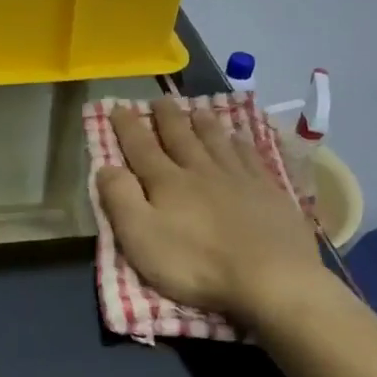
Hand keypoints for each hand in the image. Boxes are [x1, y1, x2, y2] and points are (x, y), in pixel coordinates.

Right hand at [94, 98, 331, 326]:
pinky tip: (240, 138)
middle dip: (167, 117)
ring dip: (204, 124)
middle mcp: (201, 170)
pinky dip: (241, 143)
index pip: (141, 147)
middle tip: (159, 100)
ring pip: (217, 141)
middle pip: (181, 137)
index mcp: (167, 182)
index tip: (117, 107)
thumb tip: (106, 167)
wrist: (271, 277)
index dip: (127, 127)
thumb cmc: (197, 263)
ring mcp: (239, 178)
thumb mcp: (141, 238)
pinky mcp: (269, 191)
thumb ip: (121, 200)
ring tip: (197, 110)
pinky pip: (251, 156)